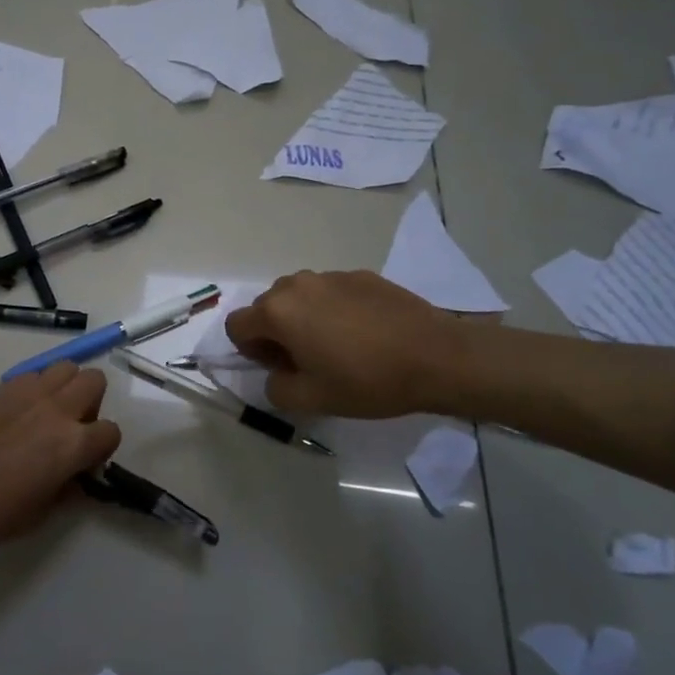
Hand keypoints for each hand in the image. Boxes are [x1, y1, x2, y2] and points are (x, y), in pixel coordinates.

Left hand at [0, 362, 121, 558]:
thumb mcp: (40, 515)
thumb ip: (66, 490)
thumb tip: (75, 478)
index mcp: (71, 444)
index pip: (110, 431)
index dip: (102, 450)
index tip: (85, 465)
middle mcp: (56, 410)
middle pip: (94, 381)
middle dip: (92, 404)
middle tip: (73, 430)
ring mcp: (28, 394)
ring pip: (66, 367)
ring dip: (67, 387)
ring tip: (50, 415)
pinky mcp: (3, 389)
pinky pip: (34, 374)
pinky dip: (38, 387)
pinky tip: (22, 413)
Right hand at [224, 269, 467, 417]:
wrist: (436, 356)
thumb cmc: (367, 380)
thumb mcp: (312, 400)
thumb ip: (276, 388)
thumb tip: (276, 374)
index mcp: (278, 311)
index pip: (237, 325)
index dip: (251, 351)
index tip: (281, 368)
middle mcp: (297, 284)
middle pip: (267, 307)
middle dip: (276, 333)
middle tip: (308, 361)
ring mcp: (330, 276)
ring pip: (299, 297)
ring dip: (303, 319)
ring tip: (337, 345)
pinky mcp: (360, 275)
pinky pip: (330, 292)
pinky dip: (333, 310)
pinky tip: (364, 334)